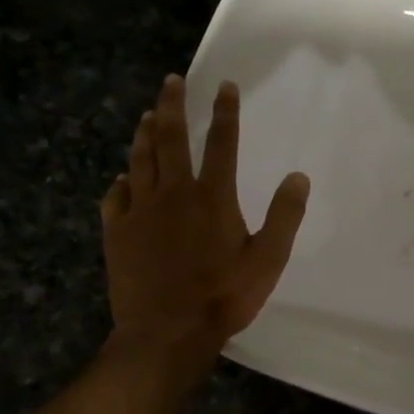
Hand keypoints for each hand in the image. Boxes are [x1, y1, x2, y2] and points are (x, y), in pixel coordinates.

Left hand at [101, 75, 307, 373]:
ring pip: (140, 160)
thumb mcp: (268, 260)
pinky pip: (115, 197)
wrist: (166, 332)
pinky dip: (120, 182)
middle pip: (172, 138)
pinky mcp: (117, 232)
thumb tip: (298, 176)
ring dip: (145, 134)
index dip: (225, 111)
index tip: (225, 86)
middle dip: (173, 105)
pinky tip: (122, 177)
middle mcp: (174, 193)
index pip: (223, 142)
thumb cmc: (223, 296)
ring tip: (149, 115)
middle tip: (171, 81)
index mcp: (213, 196)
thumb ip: (285, 216)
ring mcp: (140, 211)